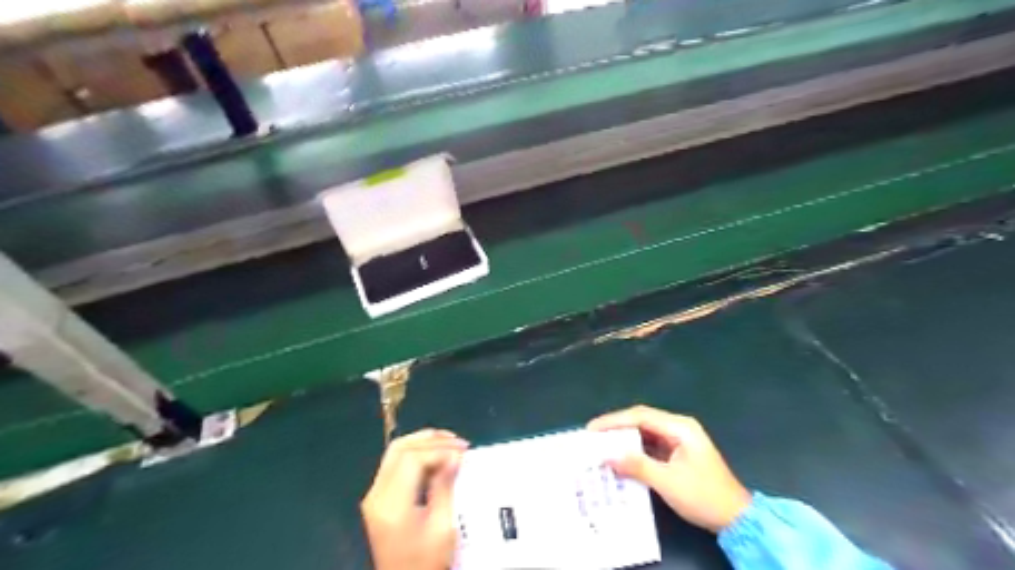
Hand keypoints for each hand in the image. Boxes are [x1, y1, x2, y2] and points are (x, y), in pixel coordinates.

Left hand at [361, 428, 468, 569]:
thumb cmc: (426, 562)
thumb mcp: (442, 529)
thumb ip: (445, 488)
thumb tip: (454, 456)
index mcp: (392, 505)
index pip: (412, 459)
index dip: (439, 450)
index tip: (463, 453)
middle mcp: (376, 494)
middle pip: (400, 448)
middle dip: (432, 440)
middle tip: (458, 443)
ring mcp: (373, 495)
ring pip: (395, 451)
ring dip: (423, 442)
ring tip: (450, 443)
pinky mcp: (377, 497)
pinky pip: (394, 462)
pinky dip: (416, 453)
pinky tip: (436, 455)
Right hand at [588, 407, 751, 532]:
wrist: (736, 519)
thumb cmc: (704, 496)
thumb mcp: (668, 482)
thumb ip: (637, 466)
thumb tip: (607, 456)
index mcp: (680, 427)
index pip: (640, 416)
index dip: (614, 421)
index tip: (592, 429)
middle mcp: (679, 428)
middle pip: (641, 420)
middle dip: (616, 427)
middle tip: (592, 436)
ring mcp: (679, 440)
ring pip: (645, 433)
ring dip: (624, 439)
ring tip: (601, 445)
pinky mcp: (677, 453)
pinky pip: (650, 446)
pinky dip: (634, 450)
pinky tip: (620, 457)